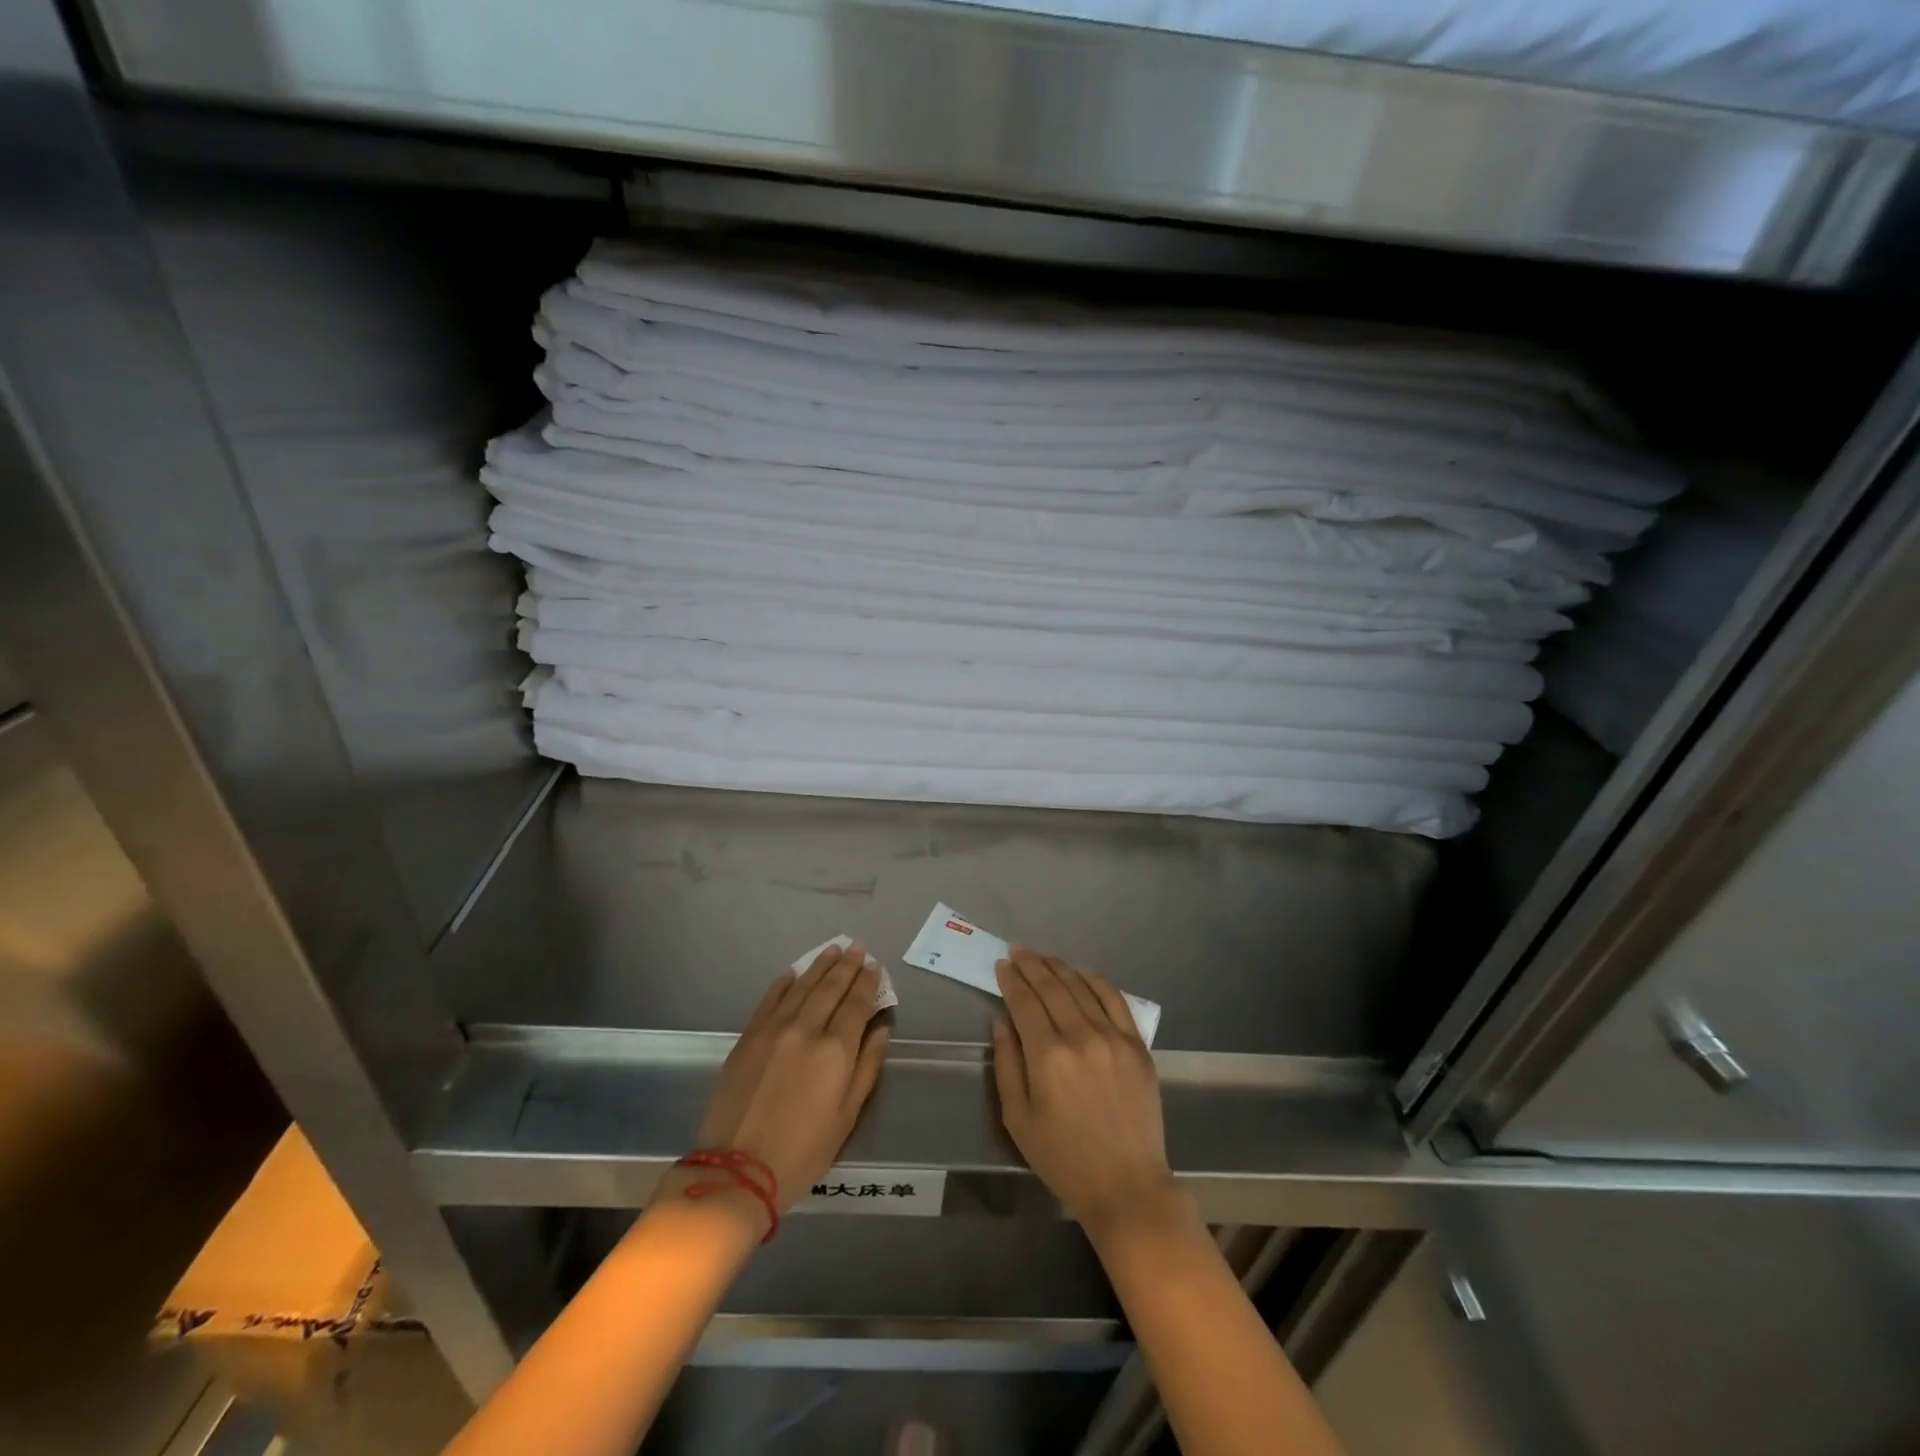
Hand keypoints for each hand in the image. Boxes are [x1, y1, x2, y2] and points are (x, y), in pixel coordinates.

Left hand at [681, 943, 891, 1219]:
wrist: (737, 1171)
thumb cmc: (803, 1151)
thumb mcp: (848, 1115)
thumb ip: (867, 1065)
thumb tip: (880, 1027)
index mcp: (836, 1050)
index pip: (857, 1003)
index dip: (868, 982)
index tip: (874, 966)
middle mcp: (806, 1029)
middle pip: (830, 987)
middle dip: (847, 965)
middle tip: (857, 946)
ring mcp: (773, 1029)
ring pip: (801, 986)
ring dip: (819, 965)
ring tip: (833, 949)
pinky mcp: (748, 1037)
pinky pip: (770, 999)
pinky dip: (785, 982)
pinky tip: (794, 973)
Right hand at [992, 949, 1184, 1241]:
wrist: (1126, 1186)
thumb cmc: (1064, 1159)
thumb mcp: (1018, 1118)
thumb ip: (1007, 1063)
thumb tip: (1002, 1020)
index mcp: (1048, 1057)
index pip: (1025, 1002)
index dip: (1011, 980)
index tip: (1002, 964)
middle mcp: (1081, 1037)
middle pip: (1053, 987)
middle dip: (1032, 965)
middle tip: (1018, 950)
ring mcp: (1114, 1038)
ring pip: (1082, 987)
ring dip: (1060, 967)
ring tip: (1044, 956)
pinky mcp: (1137, 1045)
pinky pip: (1115, 1000)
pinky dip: (1096, 980)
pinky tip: (1082, 972)